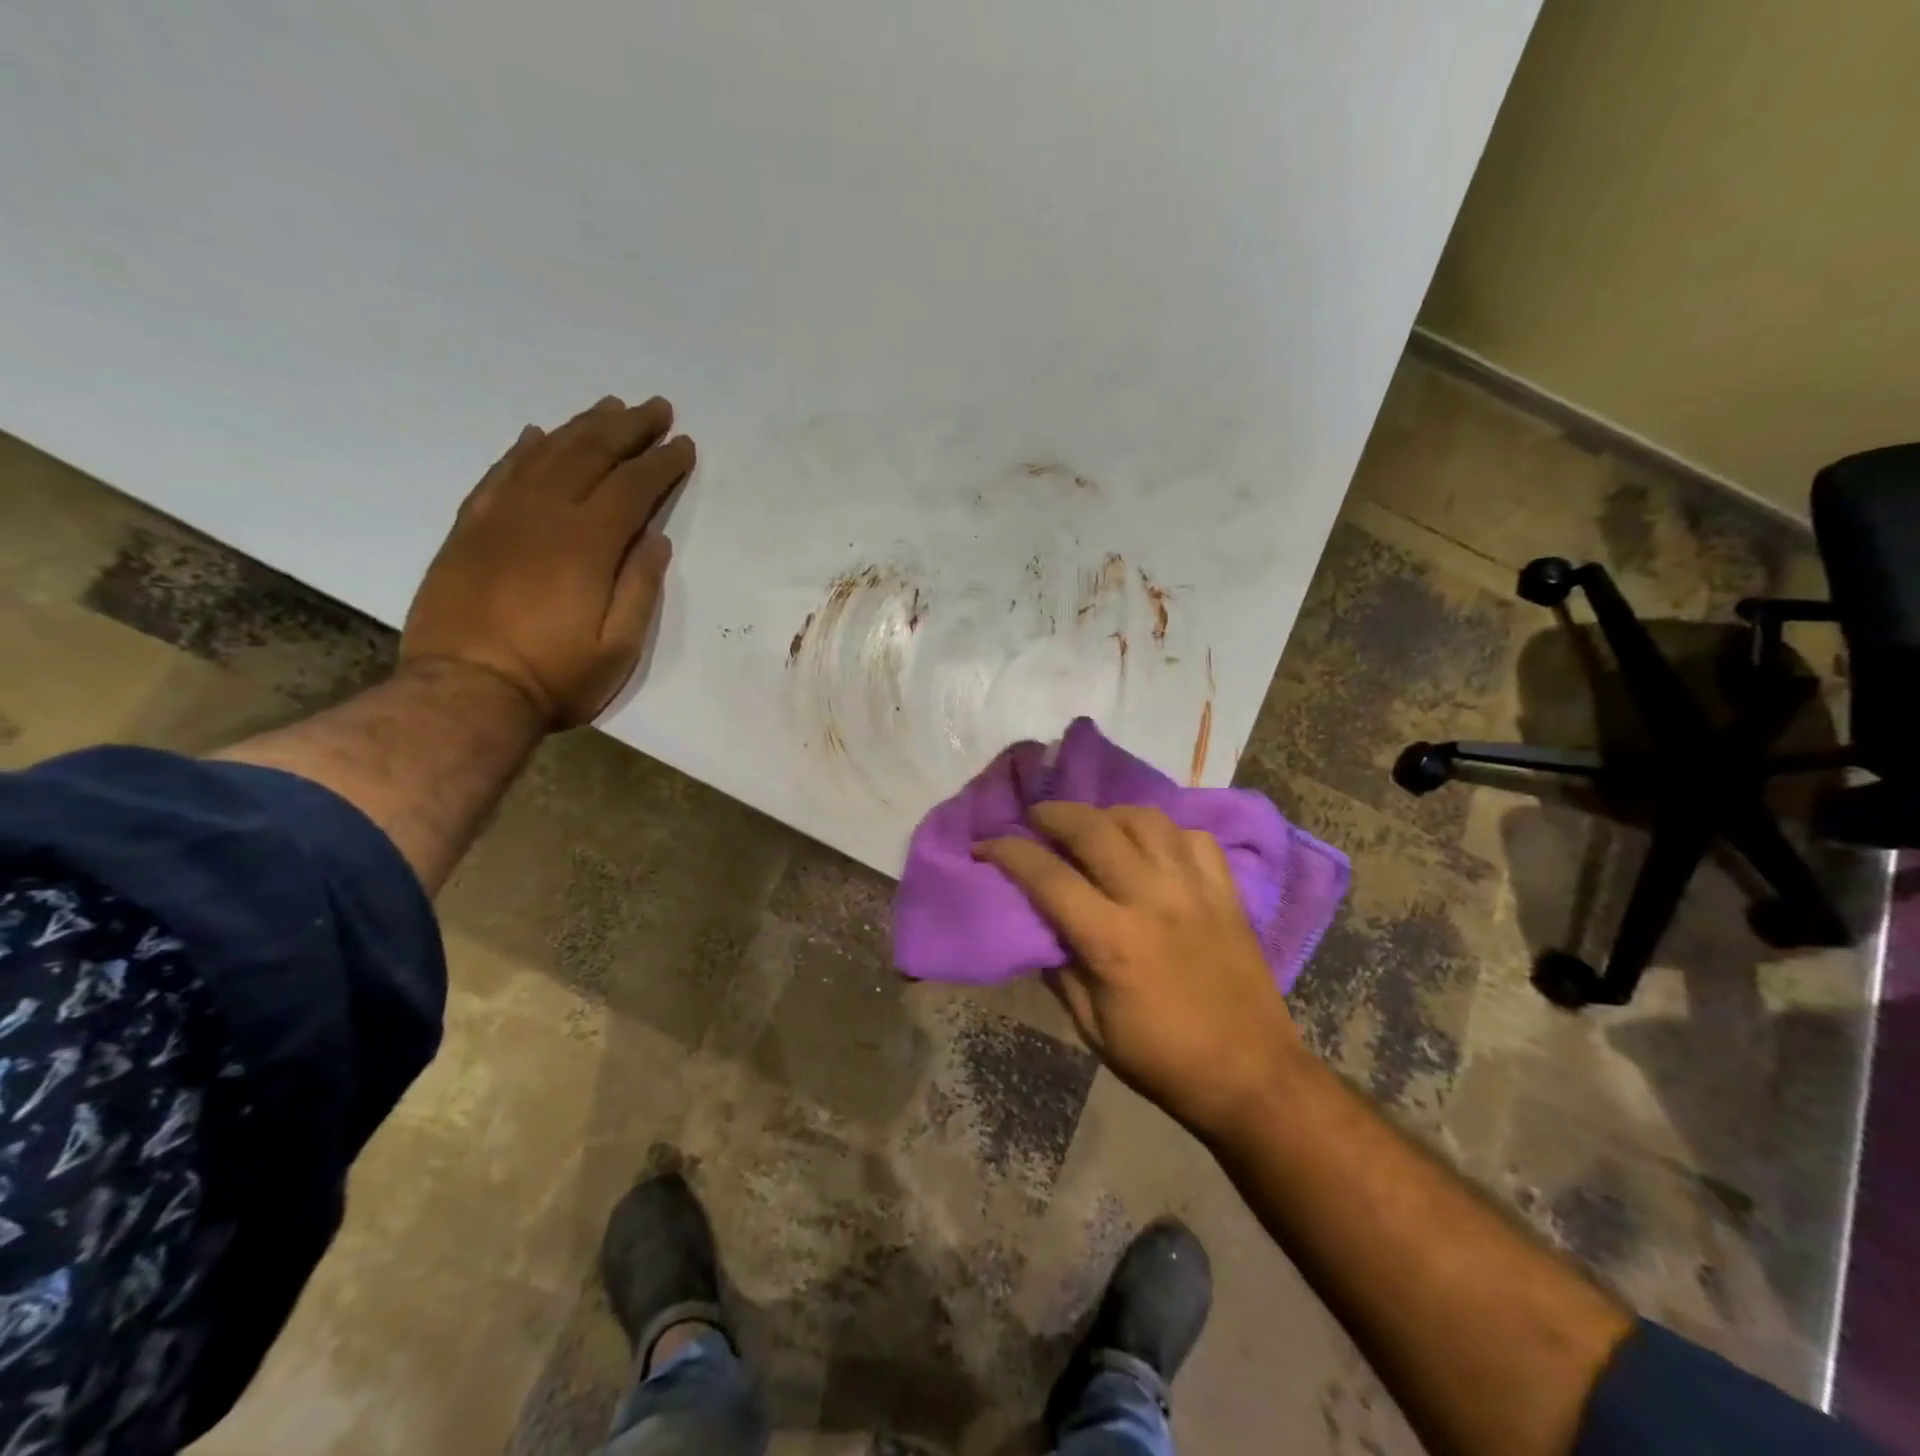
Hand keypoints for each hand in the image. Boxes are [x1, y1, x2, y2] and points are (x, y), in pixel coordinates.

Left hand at [401, 395, 695, 727]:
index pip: (632, 487)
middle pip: (589, 454)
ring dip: (581, 427)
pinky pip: (499, 474)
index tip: (683, 444)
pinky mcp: (469, 529)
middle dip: (628, 428)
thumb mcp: (618, 648)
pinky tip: (537, 435)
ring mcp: (500, 517)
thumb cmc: (555, 677)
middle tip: (655, 407)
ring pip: (545, 454)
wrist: (463, 692)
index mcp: (587, 544)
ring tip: (609, 408)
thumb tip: (656, 538)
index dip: (661, 463)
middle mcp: (543, 515)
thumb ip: (640, 588)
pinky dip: (523, 450)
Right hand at [976, 803, 1302, 1138]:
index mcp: (1113, 940)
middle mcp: (1153, 900)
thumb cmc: (1163, 1060)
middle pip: (1094, 829)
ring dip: (1108, 814)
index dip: (1008, 852)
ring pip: (1145, 820)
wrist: (1252, 1075)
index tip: (986, 845)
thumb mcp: (1092, 1027)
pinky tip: (1151, 846)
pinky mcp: (1227, 892)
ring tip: (1092, 825)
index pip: (1048, 876)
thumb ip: (1060, 968)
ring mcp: (1195, 889)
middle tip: (1035, 817)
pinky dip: (1165, 832)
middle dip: (1054, 813)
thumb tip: (1037, 924)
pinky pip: (1192, 837)